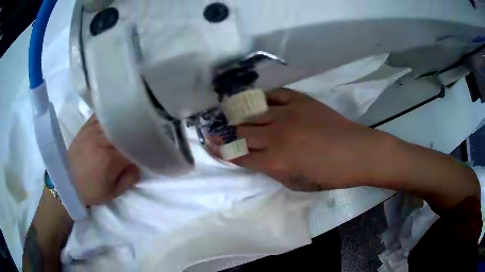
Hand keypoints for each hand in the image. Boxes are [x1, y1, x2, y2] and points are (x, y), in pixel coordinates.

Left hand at [68, 115, 140, 205]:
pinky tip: (114, 116)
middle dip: (134, 133)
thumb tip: (138, 163)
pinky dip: (109, 115)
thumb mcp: (113, 193)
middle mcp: (101, 141)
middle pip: (124, 130)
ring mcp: (92, 131)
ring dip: (123, 122)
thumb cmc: (91, 191)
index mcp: (109, 159)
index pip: (133, 146)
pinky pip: (100, 116)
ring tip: (130, 123)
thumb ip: (130, 179)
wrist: (67, 183)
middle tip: (141, 135)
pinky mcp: (85, 128)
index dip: (142, 146)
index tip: (147, 148)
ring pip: (113, 120)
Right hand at [210, 89, 385, 190]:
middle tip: (217, 128)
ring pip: (252, 112)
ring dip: (239, 114)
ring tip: (231, 112)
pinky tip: (259, 100)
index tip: (209, 143)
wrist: (355, 153)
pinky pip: (274, 94)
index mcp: (274, 162)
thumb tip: (258, 158)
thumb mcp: (295, 183)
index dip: (220, 150)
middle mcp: (275, 137)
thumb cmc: (328, 175)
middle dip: (225, 132)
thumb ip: (272, 170)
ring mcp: (287, 115)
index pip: (237, 155)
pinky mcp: (299, 100)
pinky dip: (263, 97)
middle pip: (240, 132)